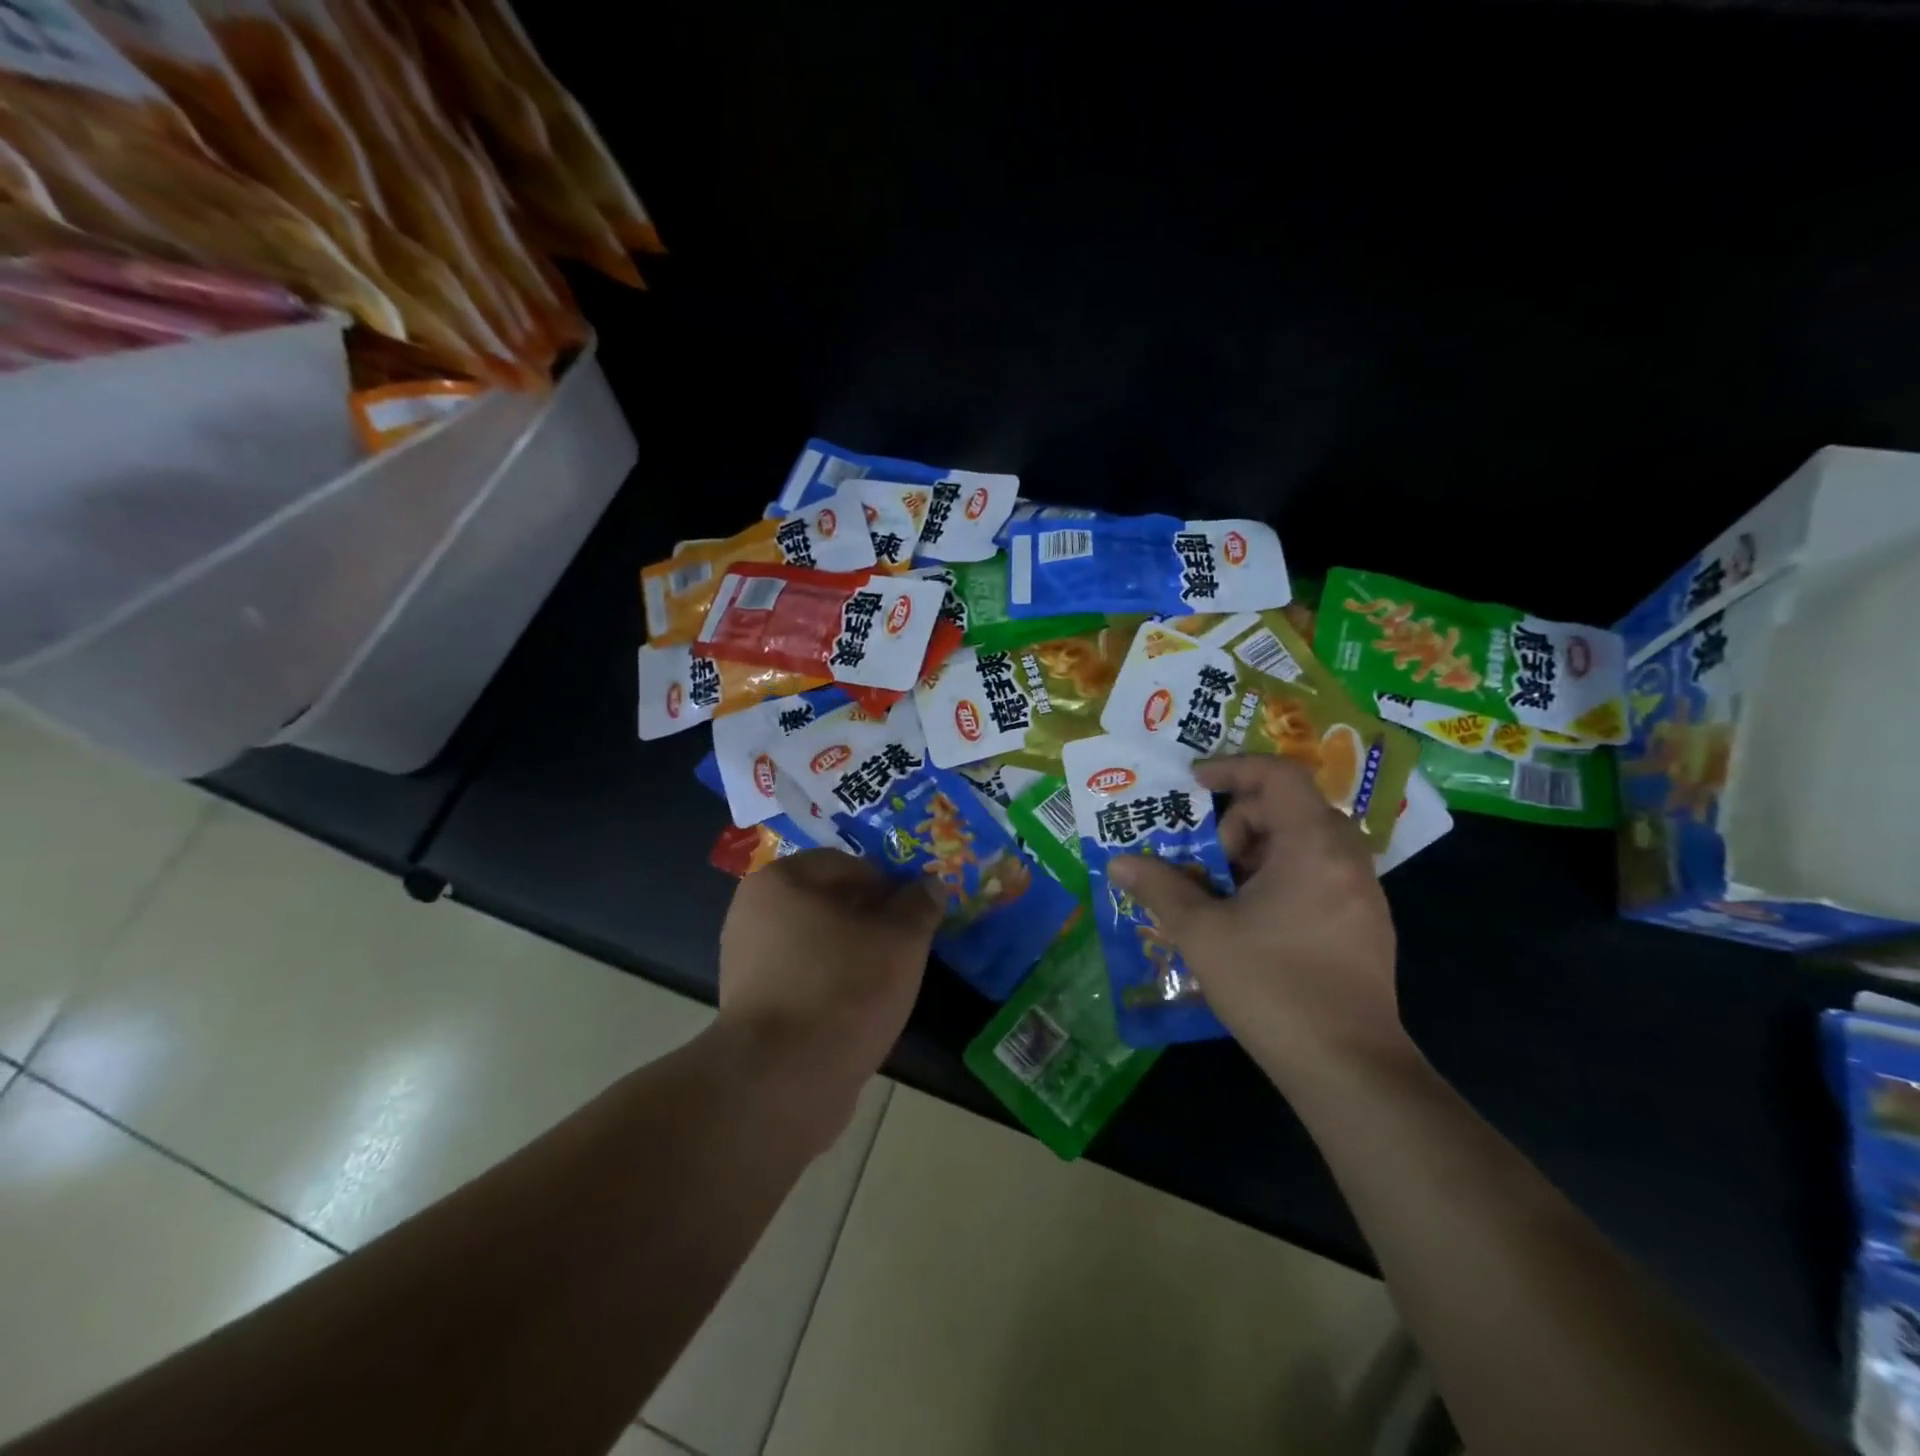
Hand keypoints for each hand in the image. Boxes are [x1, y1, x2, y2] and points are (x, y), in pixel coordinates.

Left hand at [717, 851, 940, 1133]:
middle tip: (904, 945)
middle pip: (827, 902)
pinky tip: (856, 1008)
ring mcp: (744, 961)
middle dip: (869, 918)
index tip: (913, 914)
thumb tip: (931, 885)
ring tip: (885, 980)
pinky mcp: (749, 1005)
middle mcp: (752, 912)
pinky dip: (830, 983)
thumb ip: (919, 905)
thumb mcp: (900, 940)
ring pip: (816, 942)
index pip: (845, 864)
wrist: (783, 1081)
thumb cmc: (843, 989)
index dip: (887, 884)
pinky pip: (802, 977)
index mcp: (779, 881)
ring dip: (852, 952)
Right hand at [1109, 756, 1410, 1094]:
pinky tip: (1253, 923)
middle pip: (1288, 808)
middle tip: (1205, 862)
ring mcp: (1362, 894)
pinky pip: (1319, 875)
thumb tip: (1119, 863)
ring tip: (1222, 895)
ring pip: (1304, 844)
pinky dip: (1281, 878)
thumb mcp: (1202, 933)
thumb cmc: (1272, 986)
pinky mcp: (1366, 926)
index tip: (1194, 785)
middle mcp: (1347, 858)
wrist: (1349, 1068)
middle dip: (1238, 824)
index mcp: (1312, 846)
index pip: (1278, 775)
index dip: (1232, 768)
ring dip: (1257, 854)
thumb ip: (1159, 887)